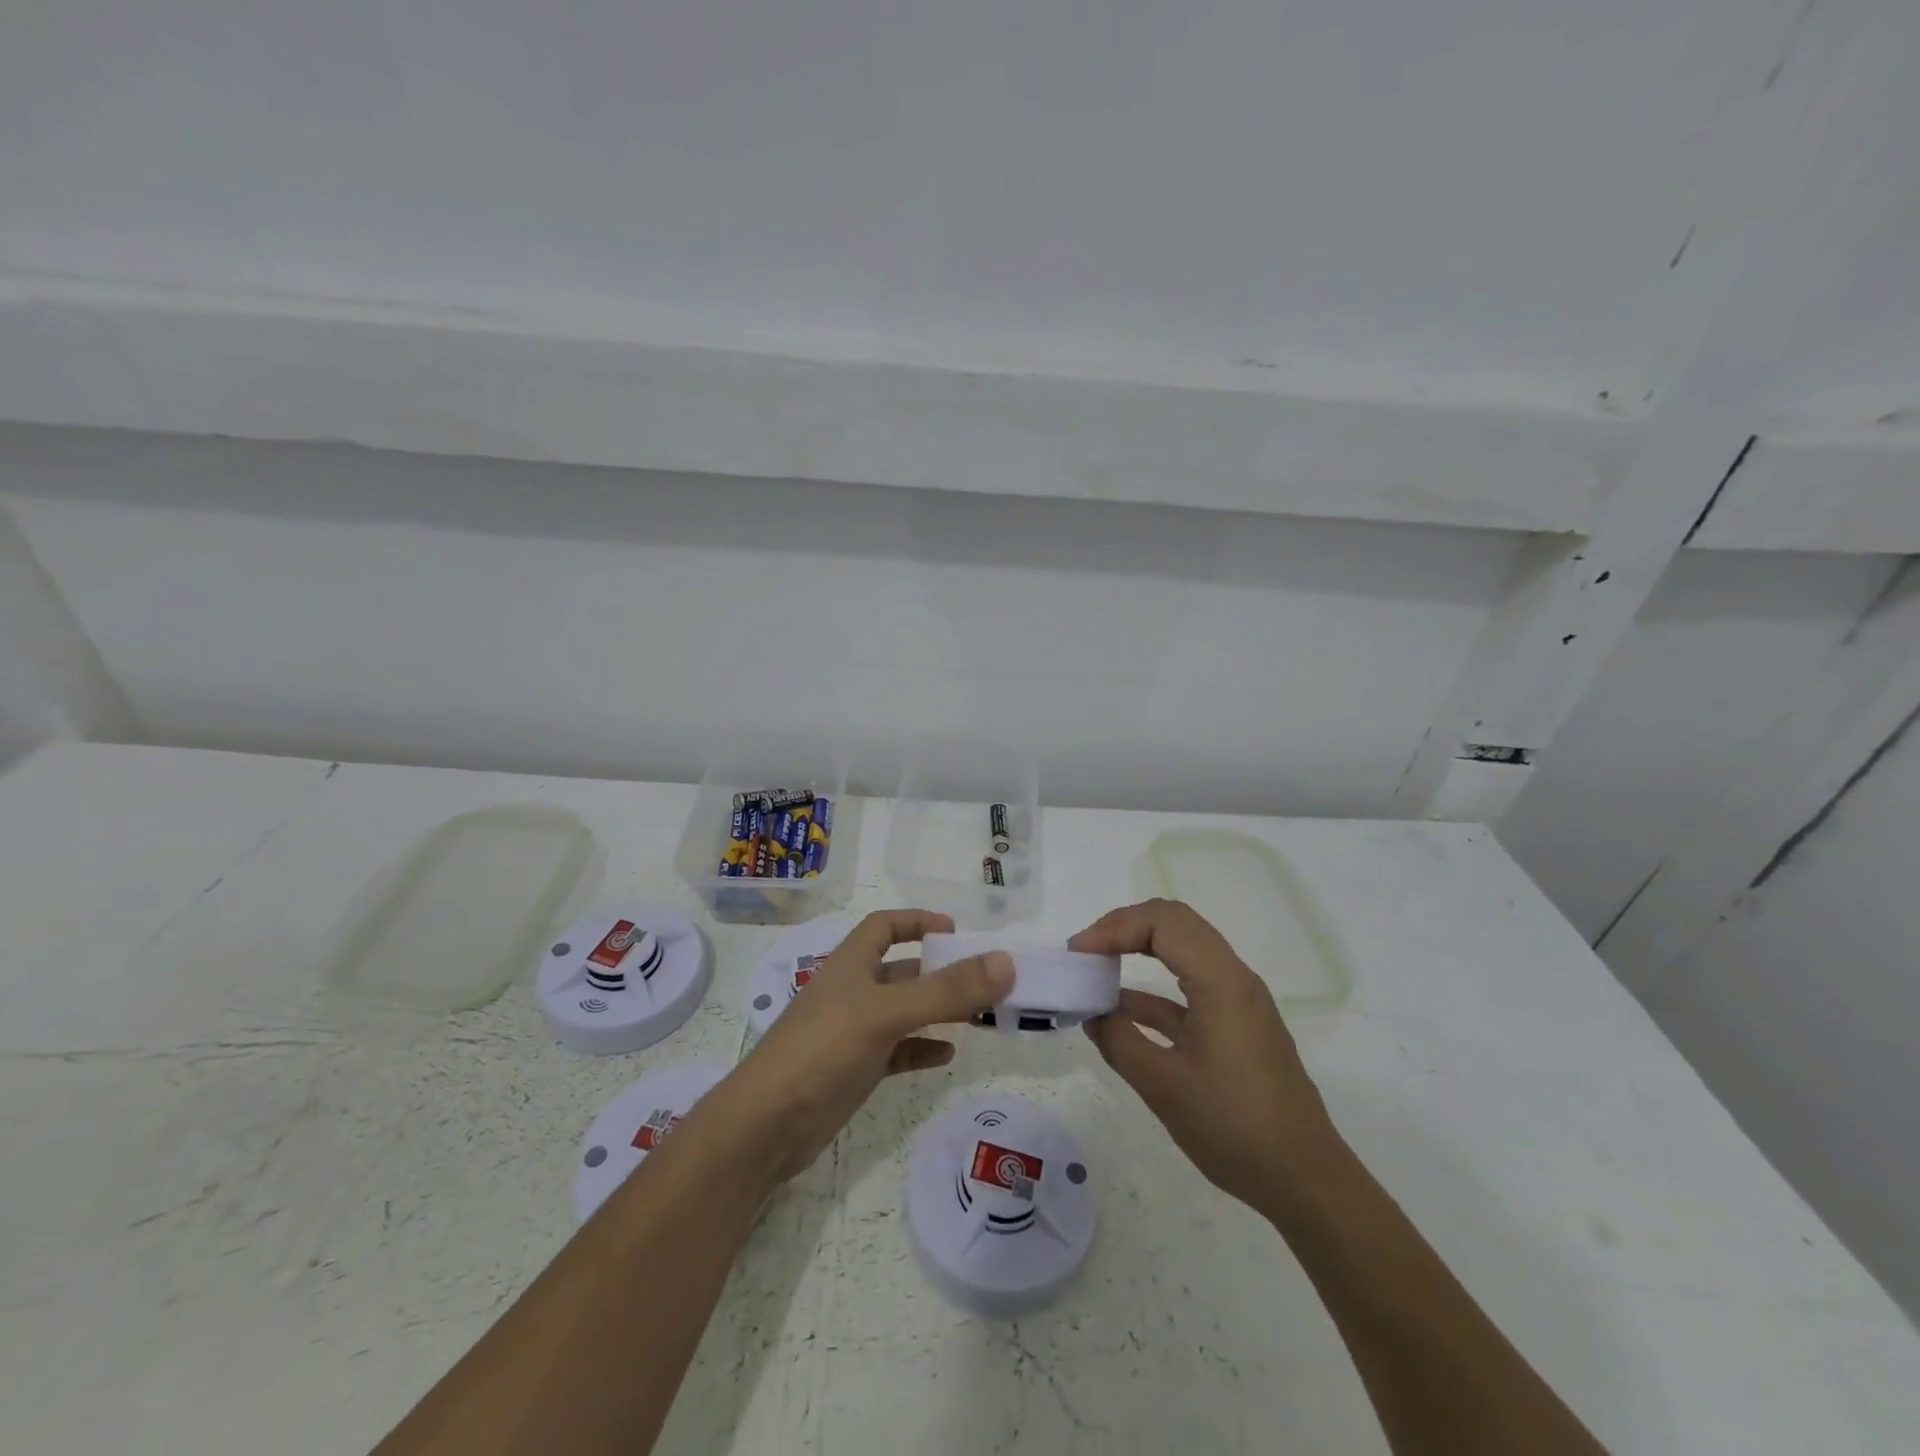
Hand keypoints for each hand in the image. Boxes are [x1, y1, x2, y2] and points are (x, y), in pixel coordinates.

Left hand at [705, 910, 1013, 1183]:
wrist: (765, 1127)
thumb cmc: (822, 1050)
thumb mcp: (886, 1013)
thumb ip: (946, 990)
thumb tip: (1006, 962)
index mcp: (851, 963)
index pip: (884, 925)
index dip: (918, 920)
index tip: (956, 930)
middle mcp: (852, 991)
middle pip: (902, 970)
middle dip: (940, 971)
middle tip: (985, 979)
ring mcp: (852, 1033)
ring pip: (904, 1011)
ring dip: (938, 1011)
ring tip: (980, 1016)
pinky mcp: (854, 1070)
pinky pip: (897, 1051)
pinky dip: (922, 1048)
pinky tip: (947, 1056)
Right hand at [1071, 899, 1338, 1212]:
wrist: (1305, 1181)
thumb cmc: (1235, 1127)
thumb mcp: (1164, 1086)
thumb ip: (1120, 1041)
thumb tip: (1091, 1013)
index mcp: (1221, 982)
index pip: (1162, 922)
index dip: (1114, 928)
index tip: (1078, 955)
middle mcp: (1233, 978)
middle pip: (1174, 924)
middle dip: (1124, 928)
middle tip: (1085, 952)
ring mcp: (1238, 1001)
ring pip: (1182, 951)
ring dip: (1138, 952)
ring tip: (1095, 973)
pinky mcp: (1237, 1025)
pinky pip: (1189, 986)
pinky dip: (1152, 989)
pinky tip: (1119, 1011)